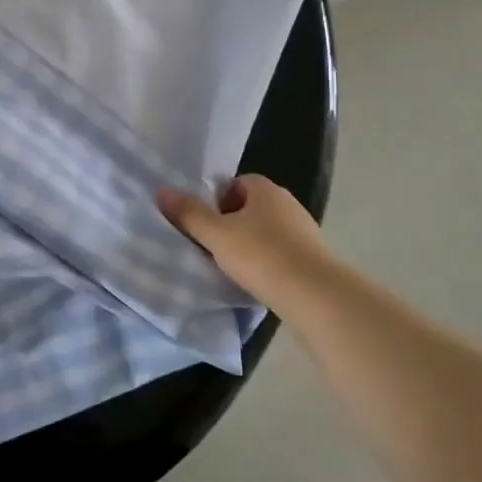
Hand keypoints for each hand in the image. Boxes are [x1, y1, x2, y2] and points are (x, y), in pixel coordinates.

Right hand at [156, 174, 333, 304]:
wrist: (318, 298)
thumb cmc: (262, 256)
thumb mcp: (216, 234)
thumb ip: (189, 213)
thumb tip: (162, 191)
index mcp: (265, 189)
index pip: (234, 183)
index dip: (215, 201)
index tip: (202, 223)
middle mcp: (287, 204)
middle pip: (248, 208)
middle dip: (229, 224)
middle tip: (210, 245)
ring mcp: (304, 232)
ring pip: (264, 233)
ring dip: (247, 246)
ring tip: (230, 267)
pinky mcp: (313, 260)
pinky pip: (279, 254)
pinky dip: (265, 264)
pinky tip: (255, 281)